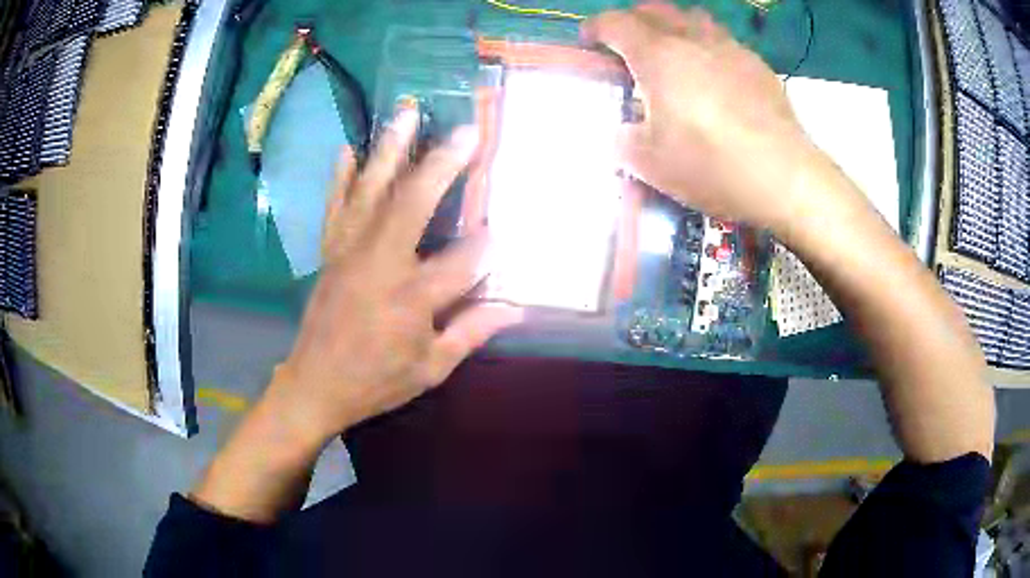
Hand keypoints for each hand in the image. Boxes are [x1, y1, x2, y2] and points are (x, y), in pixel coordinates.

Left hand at [265, 106, 522, 446]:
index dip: (489, 245)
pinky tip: (348, 149)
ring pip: (371, 193)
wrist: (315, 385)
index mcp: (411, 300)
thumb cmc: (376, 381)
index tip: (508, 226)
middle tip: (466, 131)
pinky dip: (341, 177)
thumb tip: (515, 309)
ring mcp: (349, 253)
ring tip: (405, 113)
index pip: (462, 261)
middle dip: (442, 165)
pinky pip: (335, 207)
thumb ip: (471, 333)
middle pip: (413, 205)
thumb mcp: (431, 369)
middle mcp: (379, 265)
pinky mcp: (330, 252)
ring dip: (390, 151)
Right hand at [582, 3, 829, 232]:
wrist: (783, 177)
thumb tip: (624, 132)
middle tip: (629, 42)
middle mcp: (693, 41)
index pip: (615, 24)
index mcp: (658, 56)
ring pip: (695, 18)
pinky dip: (710, 48)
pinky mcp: (759, 67)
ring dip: (676, 25)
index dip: (596, 28)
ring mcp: (730, 49)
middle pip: (656, 9)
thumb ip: (626, 141)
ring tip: (675, 50)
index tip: (589, 42)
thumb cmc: (711, 165)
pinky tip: (717, 74)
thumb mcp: (650, 164)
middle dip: (634, 19)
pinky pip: (726, 42)